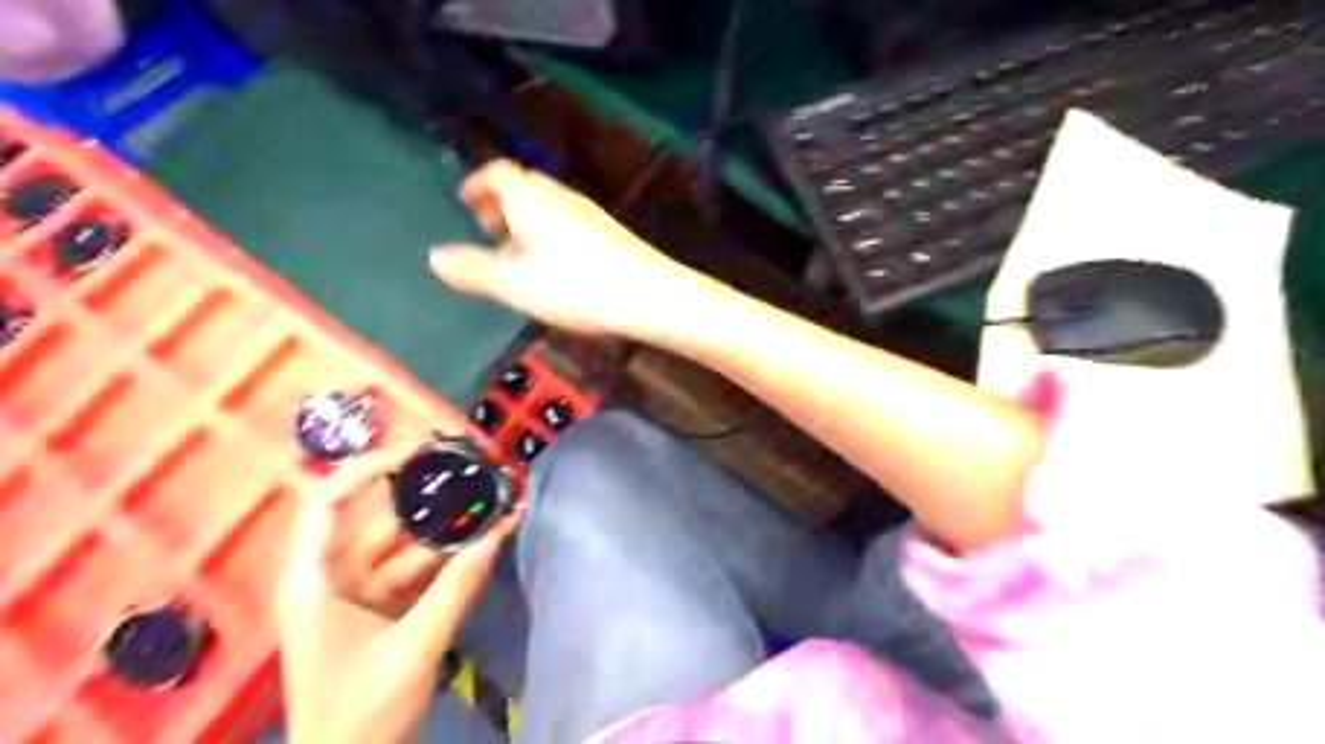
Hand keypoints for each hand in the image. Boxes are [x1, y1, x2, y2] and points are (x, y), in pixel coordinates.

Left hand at [277, 446, 522, 741]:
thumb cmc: (361, 716)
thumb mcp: (413, 649)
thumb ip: (456, 589)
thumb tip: (497, 533)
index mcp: (315, 580)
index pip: (329, 502)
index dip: (369, 468)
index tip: (421, 452)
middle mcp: (334, 576)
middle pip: (378, 518)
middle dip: (427, 494)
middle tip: (473, 468)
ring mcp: (361, 594)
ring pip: (407, 545)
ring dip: (448, 526)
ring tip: (493, 499)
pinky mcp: (385, 610)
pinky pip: (420, 571)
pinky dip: (451, 557)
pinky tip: (487, 538)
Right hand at [433, 160, 703, 336]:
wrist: (650, 295)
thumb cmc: (576, 286)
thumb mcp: (515, 284)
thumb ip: (473, 269)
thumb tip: (433, 255)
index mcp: (531, 199)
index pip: (498, 172)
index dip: (478, 182)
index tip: (465, 200)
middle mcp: (561, 197)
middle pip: (525, 185)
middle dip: (501, 202)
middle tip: (487, 228)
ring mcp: (590, 213)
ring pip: (548, 205)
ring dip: (526, 220)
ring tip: (516, 253)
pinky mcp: (610, 233)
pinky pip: (568, 222)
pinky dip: (550, 233)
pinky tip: (554, 266)